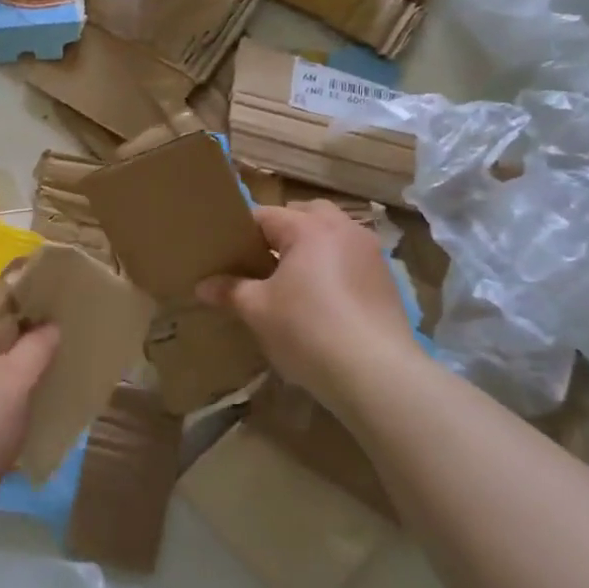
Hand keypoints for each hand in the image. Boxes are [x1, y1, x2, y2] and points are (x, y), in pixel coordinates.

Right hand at [197, 201, 422, 404]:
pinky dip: (334, 268)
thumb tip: (202, 286)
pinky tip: (323, 301)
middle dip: (283, 230)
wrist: (376, 373)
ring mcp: (370, 254)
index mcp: (308, 228)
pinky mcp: (386, 280)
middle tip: (262, 260)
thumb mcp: (258, 311)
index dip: (242, 232)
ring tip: (293, 280)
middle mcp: (343, 229)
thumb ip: (230, 291)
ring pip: (334, 235)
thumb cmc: (307, 330)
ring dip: (312, 247)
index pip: (265, 215)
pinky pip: (351, 260)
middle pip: (306, 214)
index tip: (227, 252)